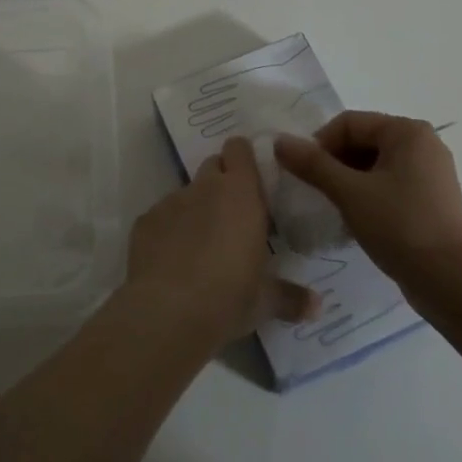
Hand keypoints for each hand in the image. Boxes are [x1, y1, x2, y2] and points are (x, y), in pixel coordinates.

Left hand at [127, 137, 319, 343]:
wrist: (165, 313)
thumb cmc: (227, 297)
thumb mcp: (265, 302)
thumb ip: (291, 298)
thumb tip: (318, 307)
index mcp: (240, 194)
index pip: (240, 149)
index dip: (244, 158)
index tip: (252, 178)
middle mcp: (204, 188)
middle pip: (213, 165)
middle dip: (221, 182)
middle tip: (232, 215)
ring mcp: (170, 202)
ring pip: (186, 193)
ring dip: (195, 209)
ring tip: (201, 246)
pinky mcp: (144, 222)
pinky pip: (161, 217)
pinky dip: (168, 231)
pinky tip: (172, 262)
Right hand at [274, 111, 461, 295]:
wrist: (452, 282)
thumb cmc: (400, 226)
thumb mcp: (349, 193)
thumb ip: (313, 165)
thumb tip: (279, 141)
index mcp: (408, 132)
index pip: (349, 123)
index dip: (320, 144)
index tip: (303, 174)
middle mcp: (423, 144)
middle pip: (362, 141)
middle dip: (333, 163)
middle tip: (314, 192)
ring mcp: (430, 174)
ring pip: (374, 165)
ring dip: (347, 181)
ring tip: (332, 207)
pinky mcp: (430, 200)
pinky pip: (388, 185)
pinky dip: (366, 195)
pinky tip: (354, 220)